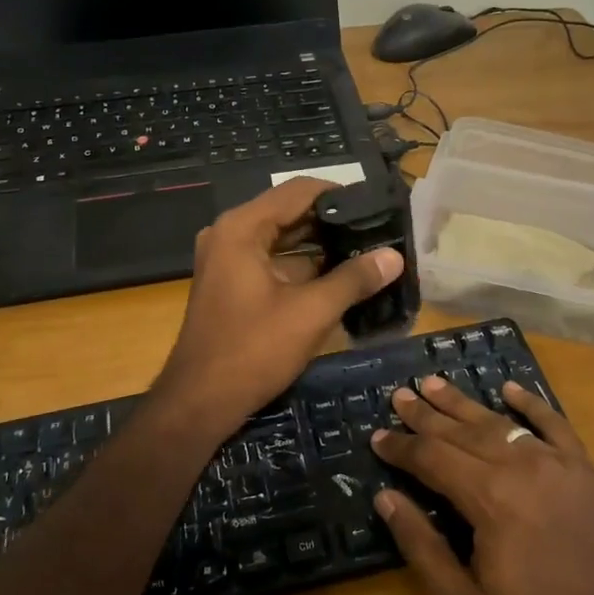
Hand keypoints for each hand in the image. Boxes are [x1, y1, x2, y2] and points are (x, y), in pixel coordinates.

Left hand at [150, 178, 402, 447]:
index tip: (378, 207)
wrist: (199, 402)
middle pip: (290, 213)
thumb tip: (394, 256)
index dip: (341, 195)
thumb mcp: (310, 313)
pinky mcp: (232, 284)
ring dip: (321, 247)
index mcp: (242, 228)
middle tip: (380, 231)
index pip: (299, 191)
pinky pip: (273, 262)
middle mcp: (231, 234)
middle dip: (334, 222)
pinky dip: (304, 267)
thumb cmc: (253, 350)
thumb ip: (353, 279)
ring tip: (368, 252)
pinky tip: (341, 278)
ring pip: (284, 240)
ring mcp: (228, 259)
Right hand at [373, 377, 593, 594]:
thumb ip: (422, 547)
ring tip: (435, 384)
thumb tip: (387, 498)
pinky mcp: (585, 470)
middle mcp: (520, 467)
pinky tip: (510, 389)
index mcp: (489, 498)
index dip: (401, 447)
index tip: (377, 437)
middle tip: (399, 395)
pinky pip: (554, 424)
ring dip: (464, 403)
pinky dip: (531, 403)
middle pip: (462, 432)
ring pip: (500, 423)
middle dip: (426, 415)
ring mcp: (557, 463)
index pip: (432, 458)